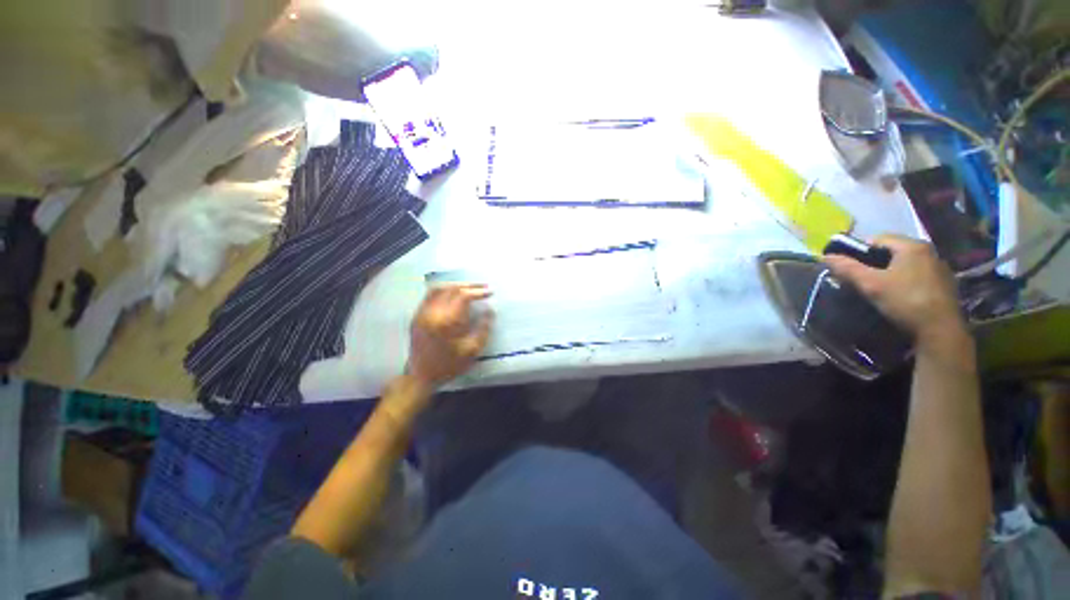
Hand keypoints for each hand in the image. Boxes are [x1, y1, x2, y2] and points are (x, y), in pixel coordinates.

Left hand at [406, 284, 493, 389]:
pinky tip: (452, 293)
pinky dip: (443, 290)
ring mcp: (422, 313)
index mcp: (447, 322)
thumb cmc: (449, 365)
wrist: (421, 376)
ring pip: (439, 288)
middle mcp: (433, 313)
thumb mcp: (472, 350)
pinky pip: (429, 295)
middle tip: (483, 287)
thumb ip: (484, 328)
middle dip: (469, 286)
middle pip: (451, 289)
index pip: (463, 296)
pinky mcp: (417, 316)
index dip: (478, 292)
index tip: (490, 292)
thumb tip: (490, 311)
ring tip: (469, 287)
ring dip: (456, 285)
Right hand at [824, 234, 965, 345]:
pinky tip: (898, 295)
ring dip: (889, 271)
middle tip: (860, 278)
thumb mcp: (870, 284)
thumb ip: (848, 269)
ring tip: (877, 288)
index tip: (848, 267)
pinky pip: (916, 274)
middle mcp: (928, 251)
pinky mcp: (944, 283)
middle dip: (873, 262)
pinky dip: (903, 280)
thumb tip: (825, 256)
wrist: (940, 330)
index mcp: (911, 246)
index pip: (877, 239)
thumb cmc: (905, 301)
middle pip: (892, 251)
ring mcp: (938, 267)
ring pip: (904, 263)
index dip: (858, 251)